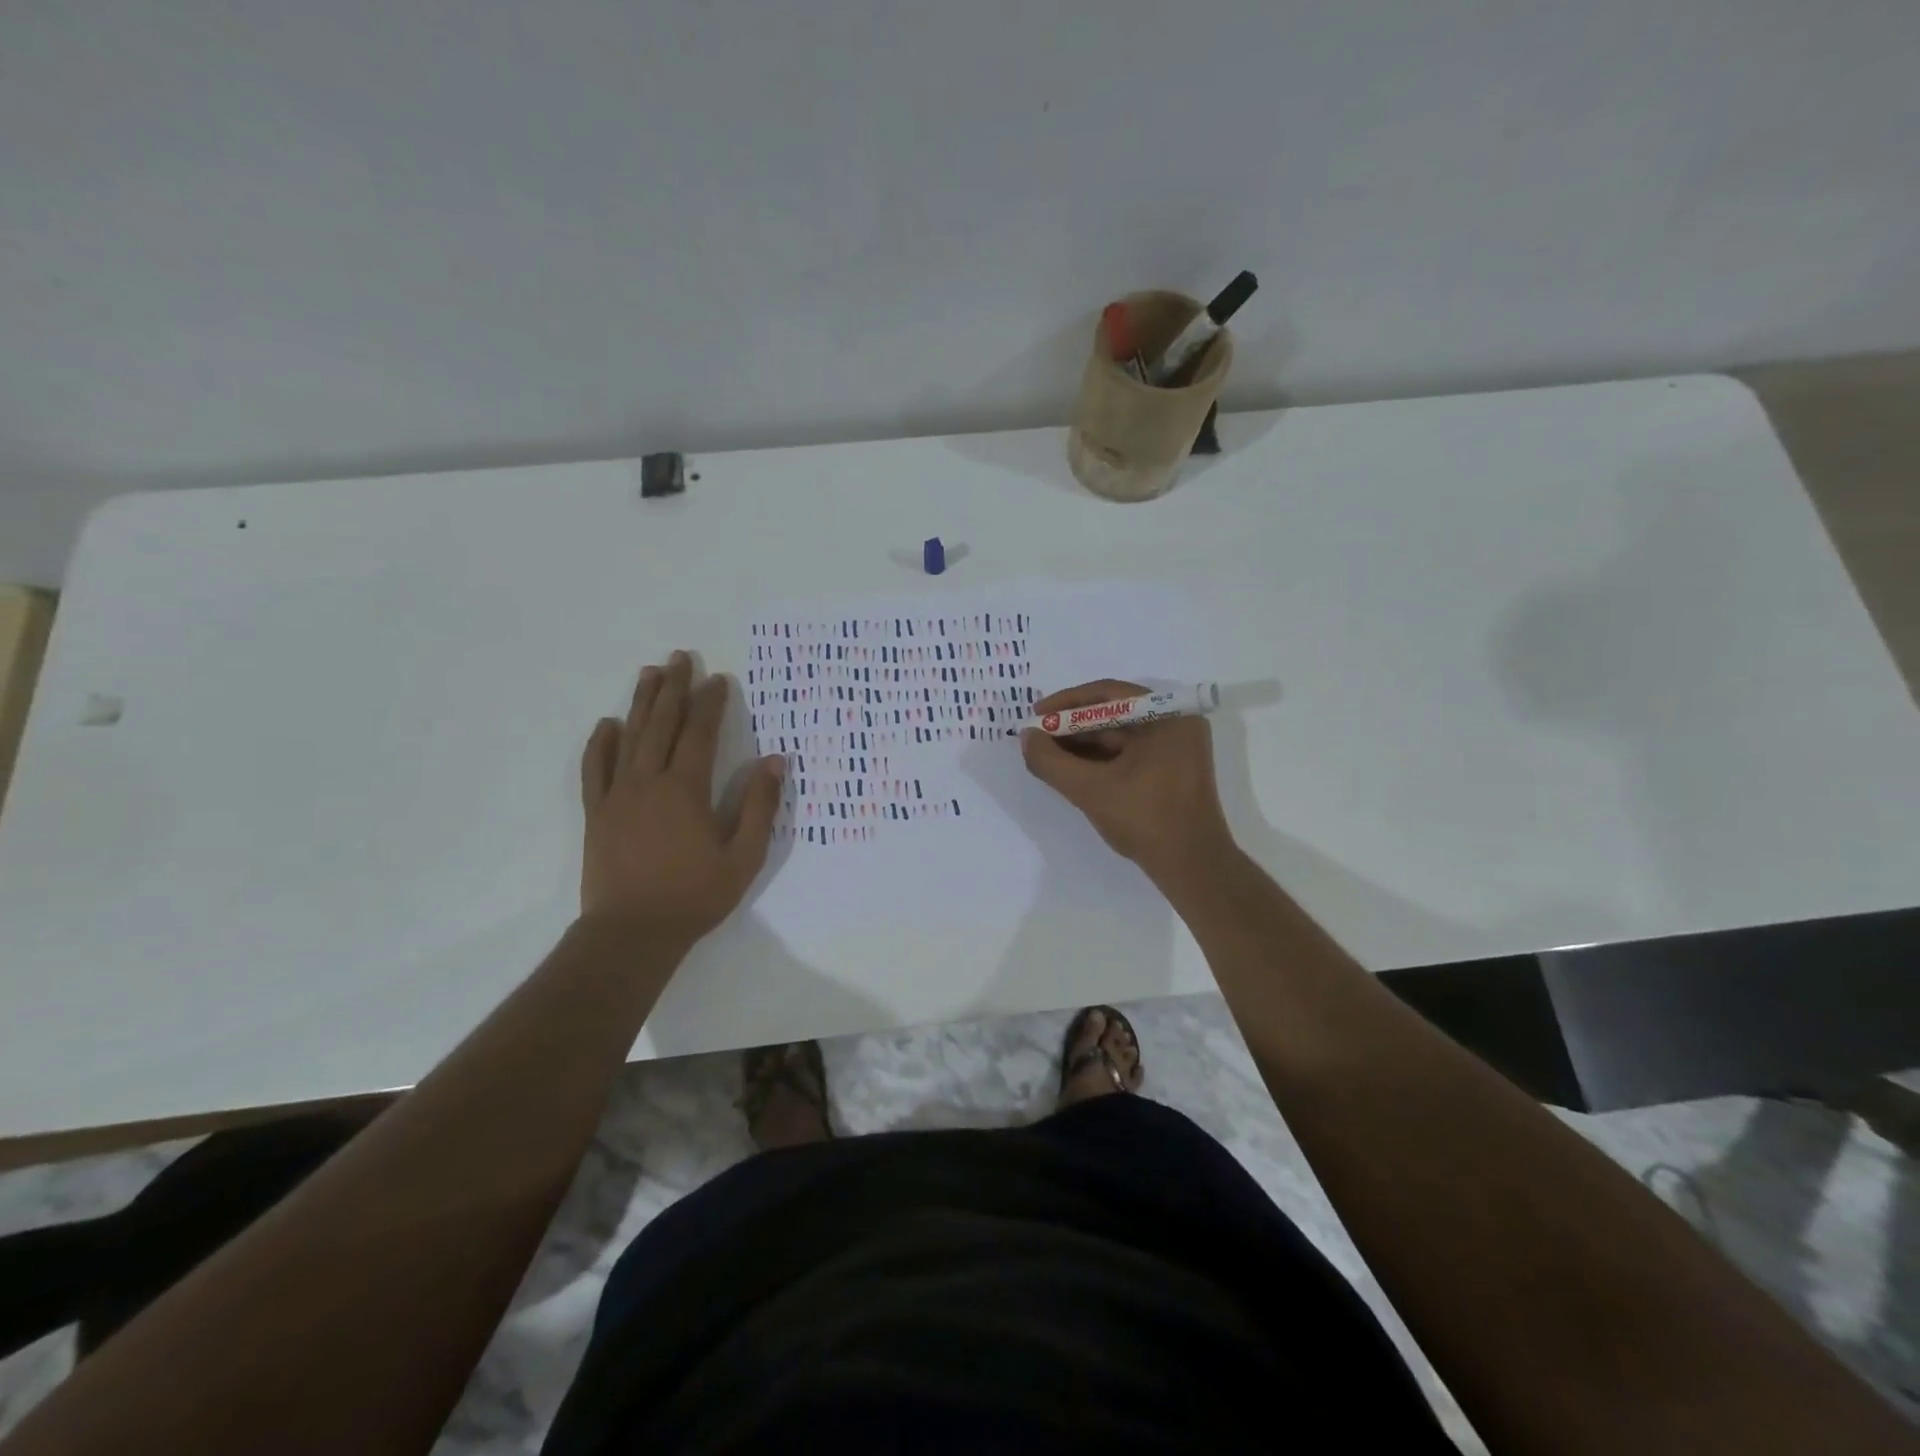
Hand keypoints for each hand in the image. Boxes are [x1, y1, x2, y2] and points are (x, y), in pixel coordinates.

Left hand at [579, 651, 785, 944]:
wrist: (632, 932)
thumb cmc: (694, 896)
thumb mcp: (743, 856)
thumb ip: (759, 806)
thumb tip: (775, 761)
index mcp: (686, 789)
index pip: (700, 733)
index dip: (711, 703)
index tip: (719, 679)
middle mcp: (649, 781)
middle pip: (662, 724)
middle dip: (675, 688)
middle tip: (680, 657)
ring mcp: (618, 795)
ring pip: (629, 737)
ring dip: (641, 703)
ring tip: (650, 673)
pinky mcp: (597, 813)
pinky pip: (595, 768)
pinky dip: (600, 743)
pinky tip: (607, 724)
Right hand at [1021, 679, 1235, 891]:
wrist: (1192, 867)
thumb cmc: (1145, 819)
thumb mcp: (1090, 789)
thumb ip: (1051, 761)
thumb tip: (1026, 738)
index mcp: (1167, 716)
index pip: (1108, 694)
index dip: (1066, 703)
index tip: (1036, 716)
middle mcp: (1176, 724)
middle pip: (1113, 714)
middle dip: (1072, 727)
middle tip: (1037, 739)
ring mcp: (1175, 749)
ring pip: (1119, 736)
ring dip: (1083, 745)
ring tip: (1048, 756)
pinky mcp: (1171, 771)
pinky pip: (1129, 754)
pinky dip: (1100, 760)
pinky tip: (1072, 771)